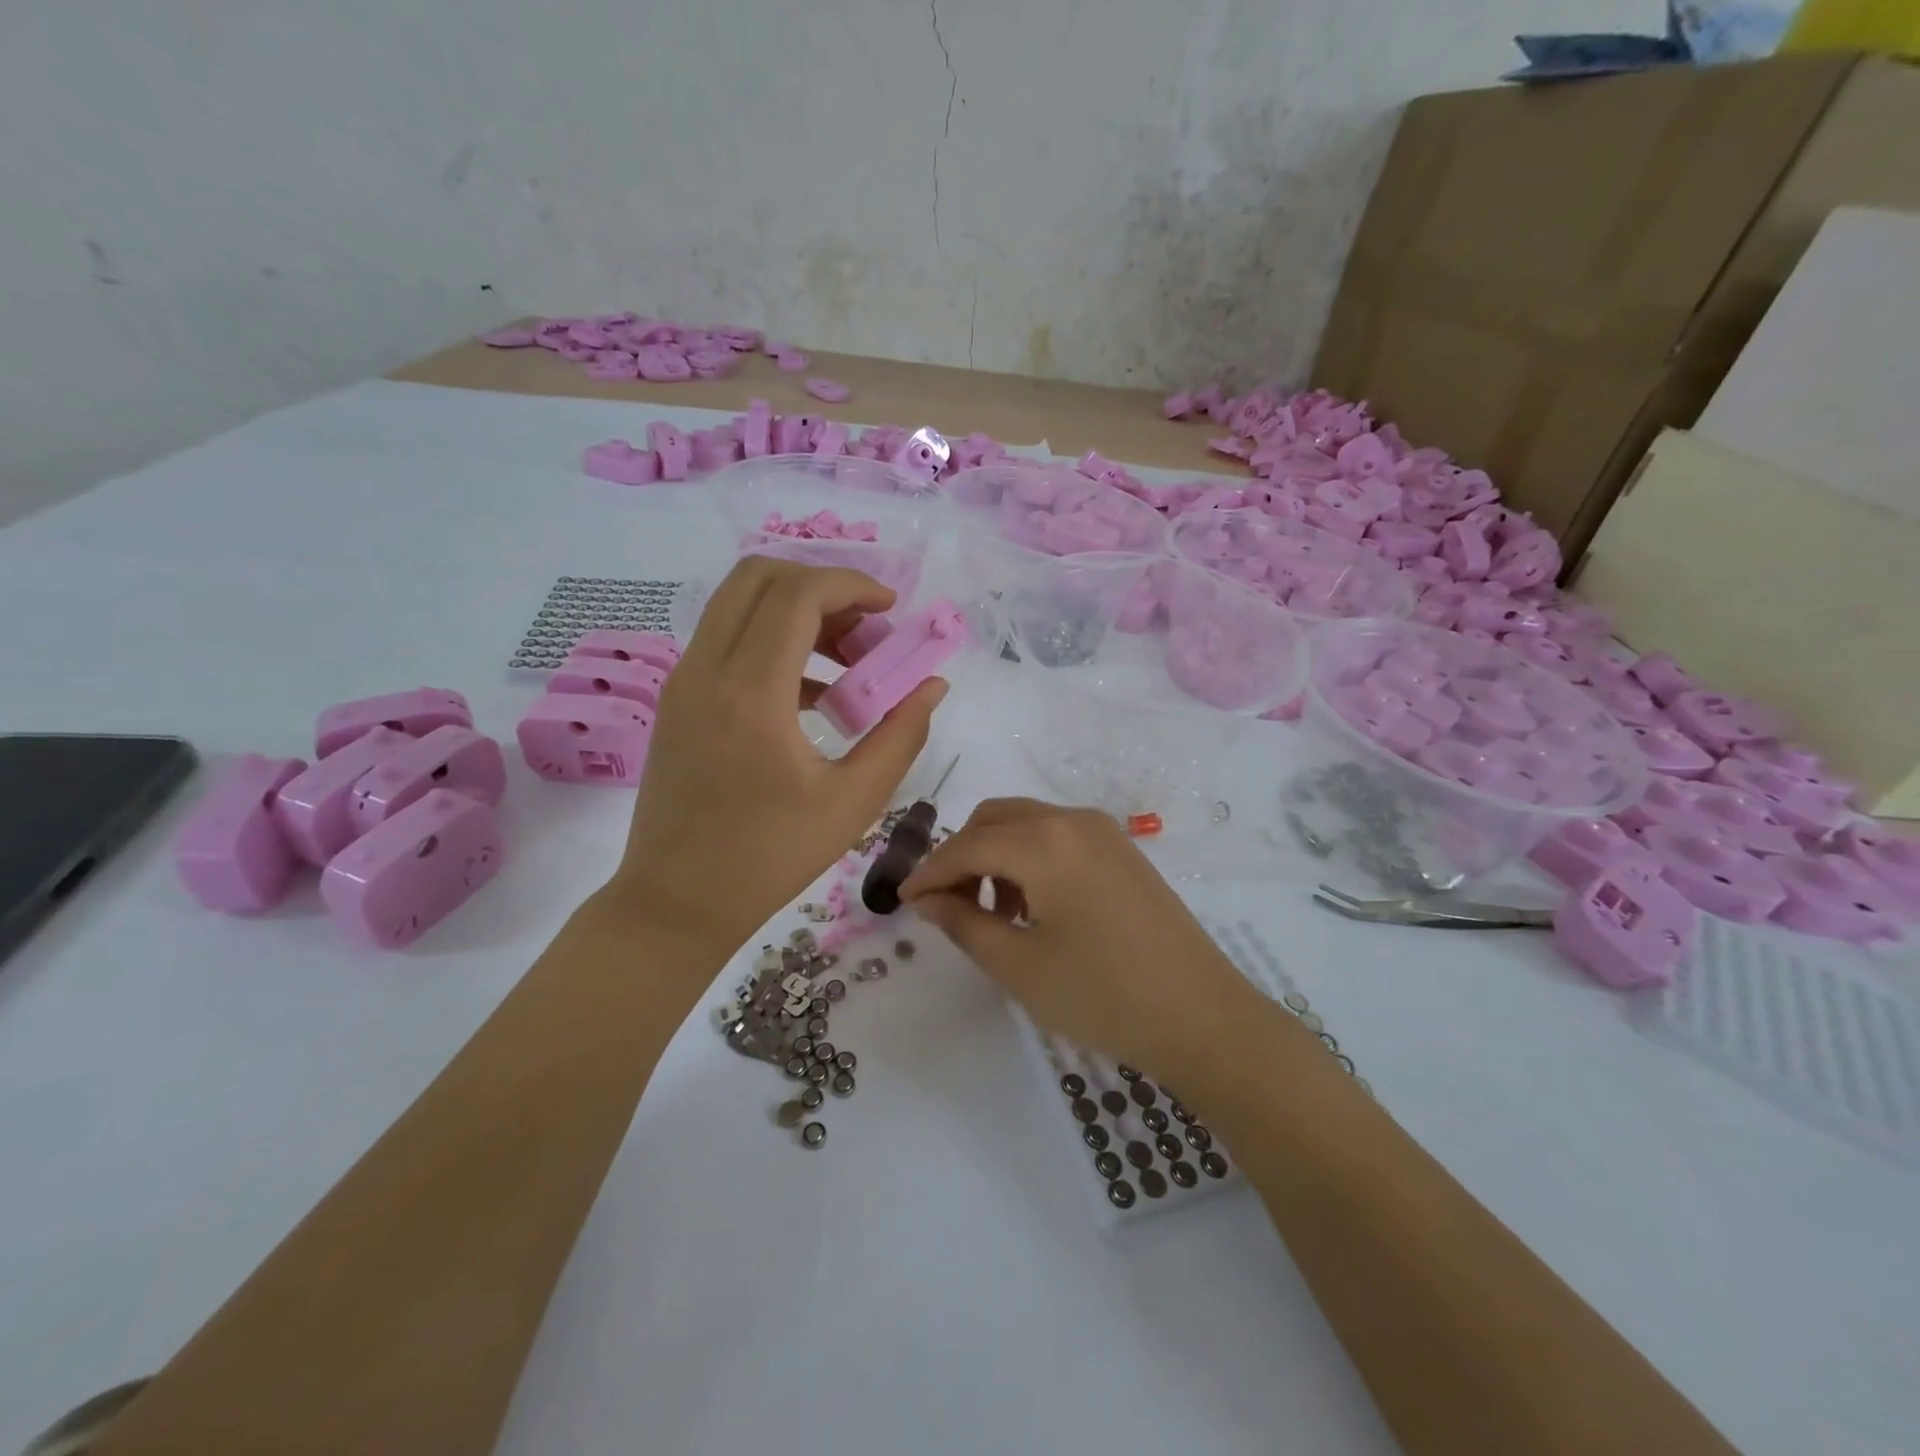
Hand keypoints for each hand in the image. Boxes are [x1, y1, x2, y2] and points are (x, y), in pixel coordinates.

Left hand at [609, 558, 945, 957]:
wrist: (676, 901)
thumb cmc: (770, 858)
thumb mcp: (853, 801)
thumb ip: (901, 734)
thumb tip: (932, 684)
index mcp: (750, 693)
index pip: (797, 595)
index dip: (851, 585)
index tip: (892, 609)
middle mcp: (707, 670)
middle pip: (760, 577)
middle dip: (823, 587)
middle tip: (867, 631)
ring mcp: (684, 681)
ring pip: (740, 604)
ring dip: (798, 612)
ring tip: (849, 663)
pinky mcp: (678, 699)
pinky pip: (728, 640)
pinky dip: (774, 641)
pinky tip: (815, 694)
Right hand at [900, 798, 1260, 1078]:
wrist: (1203, 1016)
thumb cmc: (1103, 995)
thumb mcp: (1019, 966)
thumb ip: (963, 923)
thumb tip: (927, 898)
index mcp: (1044, 842)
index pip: (966, 846)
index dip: (929, 873)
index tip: (904, 900)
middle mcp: (1072, 820)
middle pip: (994, 820)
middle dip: (962, 856)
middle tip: (947, 906)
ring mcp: (1103, 831)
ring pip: (1026, 824)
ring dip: (995, 855)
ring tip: (993, 914)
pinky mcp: (1121, 850)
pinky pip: (1057, 836)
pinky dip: (1029, 857)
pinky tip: (1033, 906)